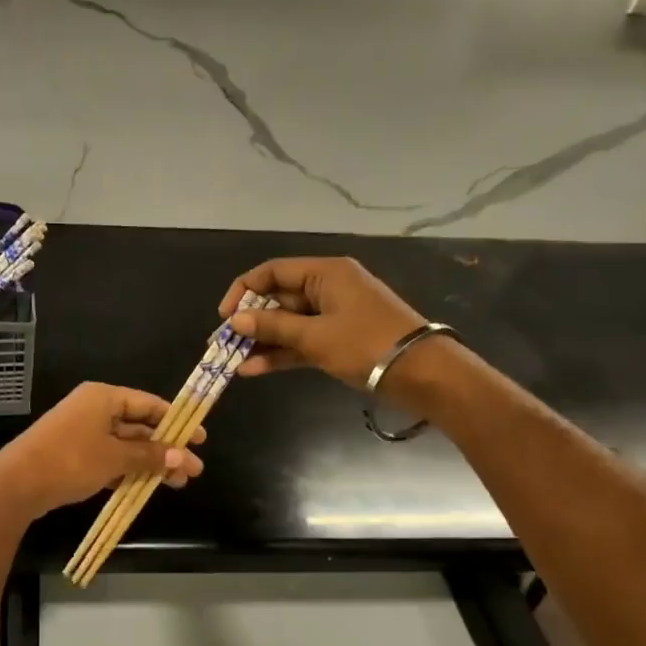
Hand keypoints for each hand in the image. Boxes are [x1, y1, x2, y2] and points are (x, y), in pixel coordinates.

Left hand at [0, 383, 205, 518]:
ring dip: (150, 462)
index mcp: (104, 398)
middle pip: (139, 426)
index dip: (176, 421)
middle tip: (194, 469)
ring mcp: (82, 432)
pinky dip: (128, 470)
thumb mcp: (115, 457)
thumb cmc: (70, 460)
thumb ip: (150, 455)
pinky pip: (110, 458)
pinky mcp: (75, 455)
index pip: (148, 404)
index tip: (200, 439)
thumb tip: (183, 457)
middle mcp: (94, 409)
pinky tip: (147, 487)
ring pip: (125, 445)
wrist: (17, 483)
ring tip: (177, 483)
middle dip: (166, 448)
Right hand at [220, 257, 426, 389]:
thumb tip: (234, 321)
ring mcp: (334, 315)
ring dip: (262, 342)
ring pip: (288, 324)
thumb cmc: (367, 344)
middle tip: (222, 343)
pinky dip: (281, 354)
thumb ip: (273, 328)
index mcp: (325, 273)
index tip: (224, 316)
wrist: (422, 374)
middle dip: (250, 322)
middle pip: (279, 298)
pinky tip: (253, 370)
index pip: (273, 272)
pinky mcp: (339, 340)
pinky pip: (302, 341)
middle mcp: (328, 288)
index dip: (244, 291)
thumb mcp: (315, 336)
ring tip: (232, 361)